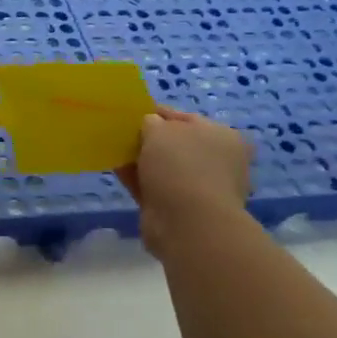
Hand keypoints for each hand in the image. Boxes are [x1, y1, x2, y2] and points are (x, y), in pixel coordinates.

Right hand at [116, 109, 252, 256]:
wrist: (188, 224)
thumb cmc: (180, 165)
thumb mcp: (160, 129)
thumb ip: (151, 122)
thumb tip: (150, 125)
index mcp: (222, 137)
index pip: (187, 118)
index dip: (159, 114)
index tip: (134, 113)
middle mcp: (215, 162)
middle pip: (175, 145)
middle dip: (150, 139)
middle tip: (123, 133)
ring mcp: (199, 188)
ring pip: (163, 167)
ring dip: (141, 159)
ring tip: (114, 149)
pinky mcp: (180, 210)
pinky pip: (153, 187)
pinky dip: (137, 179)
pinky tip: (116, 169)